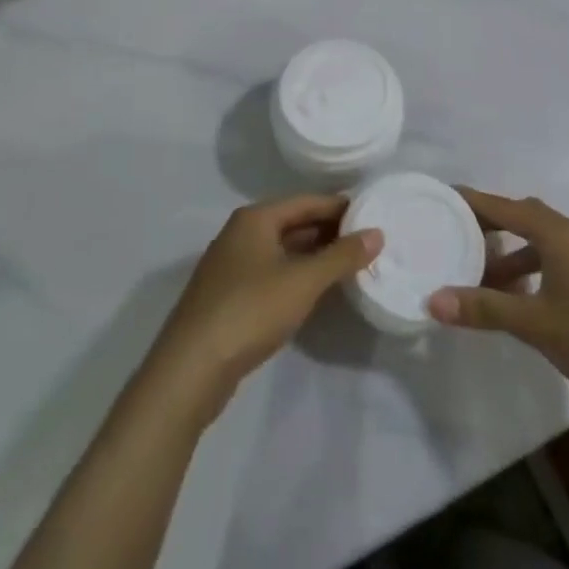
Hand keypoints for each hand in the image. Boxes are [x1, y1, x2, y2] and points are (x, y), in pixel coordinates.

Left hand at [146, 195, 381, 419]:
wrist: (191, 367)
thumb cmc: (250, 310)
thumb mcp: (303, 281)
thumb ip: (341, 256)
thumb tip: (377, 233)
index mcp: (255, 218)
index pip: (306, 201)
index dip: (339, 207)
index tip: (372, 213)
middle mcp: (241, 233)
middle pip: (293, 223)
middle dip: (328, 231)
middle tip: (367, 241)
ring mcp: (231, 265)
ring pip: (282, 250)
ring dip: (313, 256)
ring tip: (349, 264)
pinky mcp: (228, 296)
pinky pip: (271, 273)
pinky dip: (296, 276)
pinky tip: (315, 291)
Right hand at [428, 189, 568, 411]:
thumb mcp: (535, 324)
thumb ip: (485, 309)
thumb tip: (434, 300)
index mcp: (558, 235)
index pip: (506, 207)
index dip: (475, 201)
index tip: (445, 195)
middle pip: (524, 217)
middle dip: (491, 223)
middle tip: (458, 232)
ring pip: (541, 241)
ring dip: (511, 253)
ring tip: (481, 275)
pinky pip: (555, 259)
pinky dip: (531, 268)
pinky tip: (519, 298)